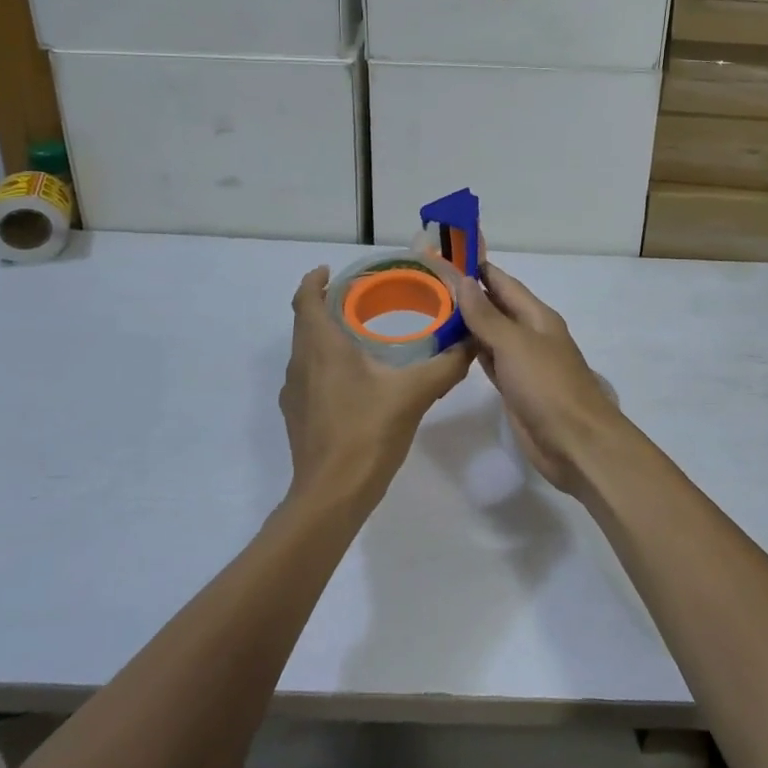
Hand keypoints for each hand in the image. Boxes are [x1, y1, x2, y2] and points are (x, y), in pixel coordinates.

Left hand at [280, 267, 473, 510]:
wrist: (331, 497)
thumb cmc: (367, 433)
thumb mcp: (414, 393)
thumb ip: (446, 365)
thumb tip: (472, 341)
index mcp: (321, 347)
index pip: (305, 300)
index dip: (313, 280)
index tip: (330, 270)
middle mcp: (301, 364)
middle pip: (305, 323)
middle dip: (326, 305)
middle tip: (359, 298)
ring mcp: (294, 393)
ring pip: (306, 351)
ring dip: (325, 336)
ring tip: (360, 334)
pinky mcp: (297, 417)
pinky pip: (308, 376)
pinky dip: (325, 364)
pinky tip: (354, 380)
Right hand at [452, 263, 627, 496]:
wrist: (575, 442)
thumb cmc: (547, 386)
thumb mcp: (514, 344)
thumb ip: (486, 315)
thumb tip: (462, 280)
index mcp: (536, 316)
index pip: (503, 283)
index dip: (478, 269)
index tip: (446, 256)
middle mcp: (530, 334)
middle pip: (496, 307)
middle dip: (467, 295)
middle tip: (428, 285)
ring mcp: (523, 362)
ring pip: (490, 335)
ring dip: (466, 324)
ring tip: (431, 311)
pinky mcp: (514, 388)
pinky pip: (489, 361)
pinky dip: (471, 352)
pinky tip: (450, 347)